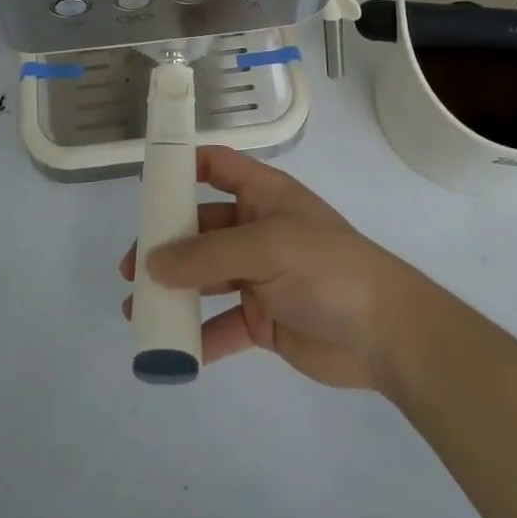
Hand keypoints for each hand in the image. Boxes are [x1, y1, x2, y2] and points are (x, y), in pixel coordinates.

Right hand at [119, 148, 432, 390]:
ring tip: (137, 310)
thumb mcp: (267, 247)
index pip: (217, 167)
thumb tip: (153, 262)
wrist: (385, 334)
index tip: (146, 185)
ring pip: (205, 279)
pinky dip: (197, 337)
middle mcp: (257, 230)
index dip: (183, 167)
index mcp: (264, 196)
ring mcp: (260, 276)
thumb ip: (208, 255)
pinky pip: (220, 324)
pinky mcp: (263, 320)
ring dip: (173, 292)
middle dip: (166, 245)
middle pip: (201, 229)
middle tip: (131, 268)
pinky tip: (170, 350)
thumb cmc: (328, 268)